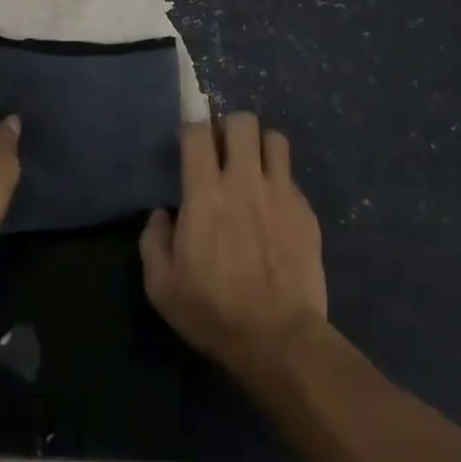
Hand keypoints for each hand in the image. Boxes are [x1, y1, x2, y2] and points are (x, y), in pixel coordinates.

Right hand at [139, 113, 328, 375]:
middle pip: (242, 122)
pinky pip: (293, 178)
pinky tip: (275, 208)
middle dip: (231, 128)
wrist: (280, 339)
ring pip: (275, 139)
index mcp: (205, 193)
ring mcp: (280, 193)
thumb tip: (161, 215)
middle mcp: (244, 181)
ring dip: (261, 146)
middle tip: (224, 151)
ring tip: (254, 167)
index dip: (192, 130)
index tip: (191, 145)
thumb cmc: (214, 312)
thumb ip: (153, 242)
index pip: (198, 133)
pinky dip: (281, 183)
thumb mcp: (162, 287)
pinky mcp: (306, 211)